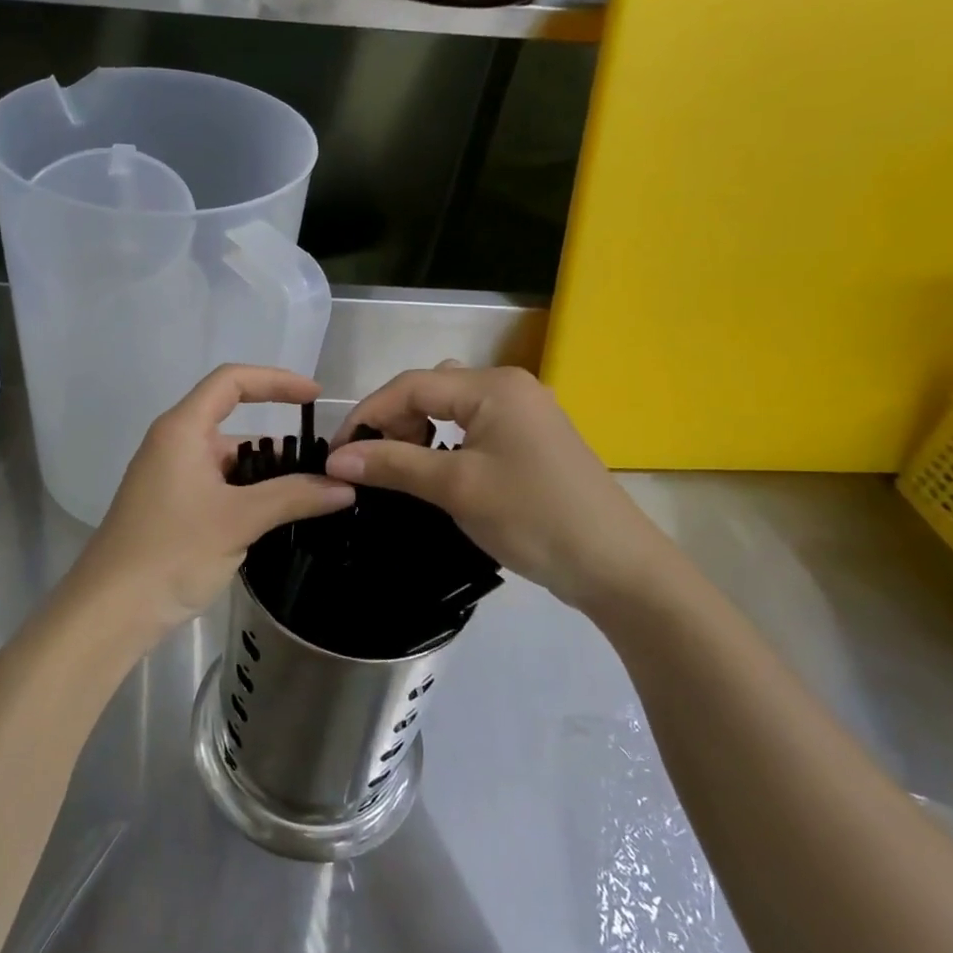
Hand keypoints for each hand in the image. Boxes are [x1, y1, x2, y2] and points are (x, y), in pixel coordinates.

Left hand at [67, 365, 355, 645]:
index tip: (315, 397)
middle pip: (232, 421)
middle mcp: (173, 444)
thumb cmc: (172, 551)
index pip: (232, 381)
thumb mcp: (239, 520)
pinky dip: (247, 494)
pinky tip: (278, 518)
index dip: (276, 380)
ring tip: (312, 493)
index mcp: (182, 430)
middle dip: (277, 440)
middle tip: (323, 462)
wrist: (112, 610)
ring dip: (265, 473)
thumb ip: (294, 497)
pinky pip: (217, 486)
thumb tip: (345, 487)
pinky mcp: (171, 508)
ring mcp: (170, 477)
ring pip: (227, 461)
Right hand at [325, 364, 677, 611]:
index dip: (367, 414)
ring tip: (400, 468)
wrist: (616, 566)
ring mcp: (524, 412)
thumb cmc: (532, 517)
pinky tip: (436, 470)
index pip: (411, 386)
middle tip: (371, 464)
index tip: (337, 453)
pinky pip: (473, 427)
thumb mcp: (456, 488)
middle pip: (430, 390)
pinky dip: (444, 442)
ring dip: (417, 431)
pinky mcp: (531, 440)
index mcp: (492, 386)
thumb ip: (392, 464)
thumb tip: (335, 459)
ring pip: (451, 408)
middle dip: (393, 421)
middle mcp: (509, 386)